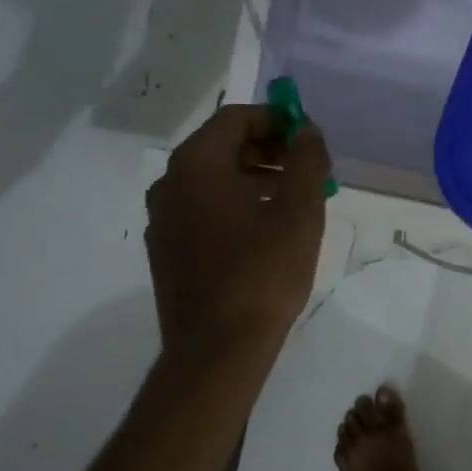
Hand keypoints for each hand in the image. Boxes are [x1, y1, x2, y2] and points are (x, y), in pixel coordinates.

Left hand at [146, 104, 330, 362]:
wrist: (217, 351)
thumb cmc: (262, 275)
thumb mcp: (298, 213)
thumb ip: (305, 162)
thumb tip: (307, 131)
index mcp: (195, 166)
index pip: (235, 119)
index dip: (276, 119)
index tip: (309, 138)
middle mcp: (168, 185)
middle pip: (221, 148)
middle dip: (268, 150)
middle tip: (307, 169)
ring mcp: (162, 221)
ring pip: (212, 182)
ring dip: (254, 179)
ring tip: (294, 200)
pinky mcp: (166, 252)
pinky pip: (203, 212)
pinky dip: (235, 206)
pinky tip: (265, 232)